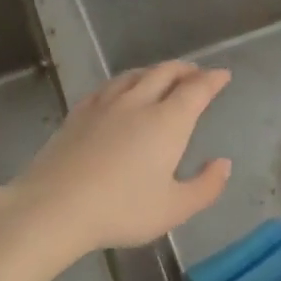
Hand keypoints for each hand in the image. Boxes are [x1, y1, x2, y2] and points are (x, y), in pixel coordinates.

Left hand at [1, 62, 232, 260]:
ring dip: (155, 71)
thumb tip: (224, 164)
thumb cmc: (121, 210)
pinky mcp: (79, 112)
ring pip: (135, 75)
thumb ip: (205, 186)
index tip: (223, 75)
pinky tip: (120, 90)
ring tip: (162, 76)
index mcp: (167, 122)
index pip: (196, 90)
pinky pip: (108, 86)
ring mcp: (105, 104)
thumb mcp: (173, 208)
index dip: (212, 80)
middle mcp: (138, 103)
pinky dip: (125, 81)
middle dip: (185, 70)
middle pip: (165, 73)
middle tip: (196, 73)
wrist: (56, 205)